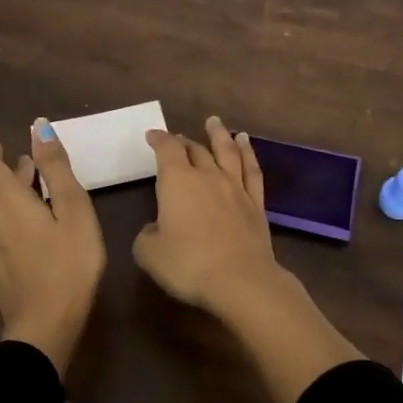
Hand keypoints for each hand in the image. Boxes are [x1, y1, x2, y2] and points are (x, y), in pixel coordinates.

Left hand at [0, 120, 105, 374]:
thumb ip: (56, 168)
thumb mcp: (74, 210)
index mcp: (9, 200)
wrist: (45, 325)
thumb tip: (38, 127)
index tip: (2, 142)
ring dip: (1, 197)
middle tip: (30, 165)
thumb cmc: (69, 263)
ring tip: (19, 191)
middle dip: (9, 173)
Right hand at [135, 114, 365, 402]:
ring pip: (227, 152)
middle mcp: (207, 176)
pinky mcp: (255, 204)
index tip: (152, 135)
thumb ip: (147, 235)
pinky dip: (247, 153)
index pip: (166, 150)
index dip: (158, 139)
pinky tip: (245, 144)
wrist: (241, 280)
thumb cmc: (189, 264)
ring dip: (219, 135)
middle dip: (184, 141)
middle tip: (177, 137)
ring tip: (215, 122)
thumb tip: (155, 228)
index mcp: (177, 181)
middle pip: (195, 150)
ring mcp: (235, 188)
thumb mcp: (149, 254)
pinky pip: (251, 170)